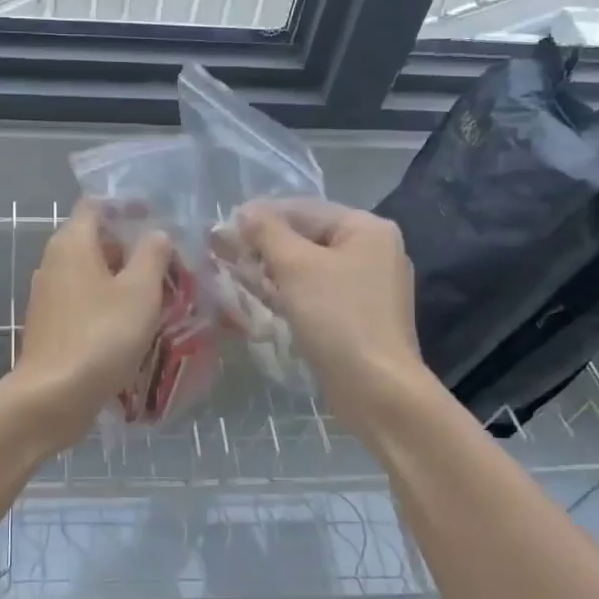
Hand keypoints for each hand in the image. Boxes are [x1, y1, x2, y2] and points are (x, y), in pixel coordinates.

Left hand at [11, 203, 171, 447]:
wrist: (54, 396)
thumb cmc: (101, 335)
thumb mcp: (139, 291)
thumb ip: (151, 255)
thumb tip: (156, 233)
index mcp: (72, 243)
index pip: (96, 207)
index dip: (127, 208)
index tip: (158, 220)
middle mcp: (54, 262)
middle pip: (96, 242)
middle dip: (133, 249)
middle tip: (170, 263)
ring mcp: (49, 296)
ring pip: (93, 276)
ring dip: (124, 281)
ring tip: (161, 295)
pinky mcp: (52, 326)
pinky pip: (86, 303)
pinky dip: (110, 306)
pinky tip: (136, 325)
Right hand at [236, 200, 427, 437]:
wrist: (376, 389)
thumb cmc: (337, 318)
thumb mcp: (295, 267)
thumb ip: (267, 233)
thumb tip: (244, 211)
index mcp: (366, 229)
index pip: (304, 209)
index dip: (261, 215)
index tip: (223, 226)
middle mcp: (372, 251)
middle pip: (307, 237)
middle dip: (264, 245)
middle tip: (222, 251)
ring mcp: (366, 286)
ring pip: (308, 268)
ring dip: (271, 269)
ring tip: (232, 272)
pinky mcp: (356, 317)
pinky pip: (315, 293)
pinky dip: (287, 292)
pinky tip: (258, 296)